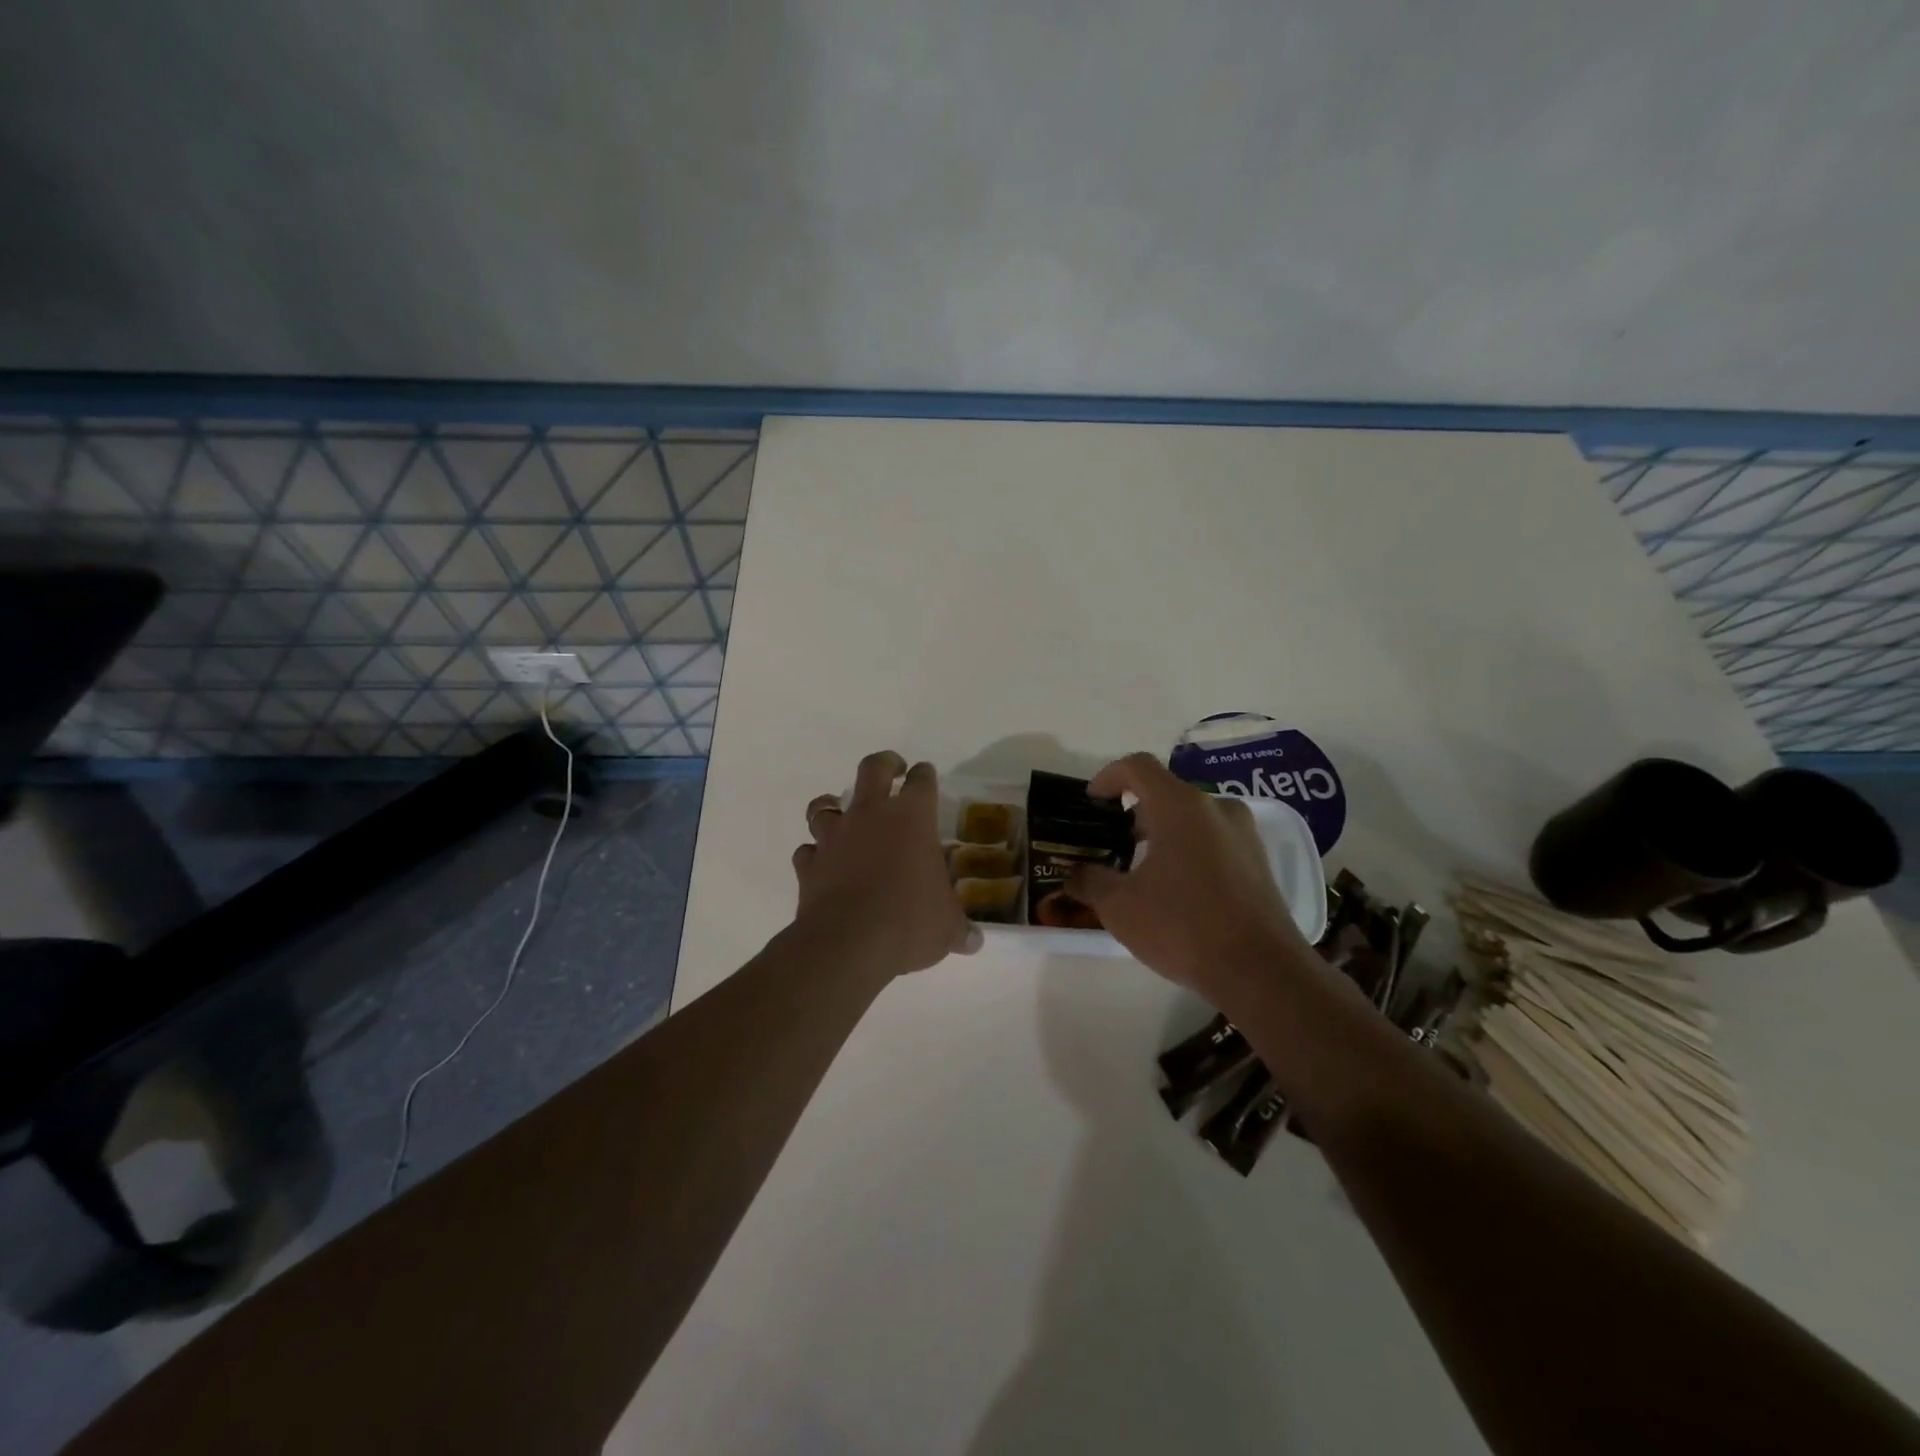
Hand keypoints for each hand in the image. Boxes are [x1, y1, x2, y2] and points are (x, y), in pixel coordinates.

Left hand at [792, 751, 979, 980]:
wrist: (850, 944)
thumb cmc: (910, 921)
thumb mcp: (946, 927)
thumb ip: (958, 928)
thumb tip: (973, 941)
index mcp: (912, 818)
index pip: (922, 781)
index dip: (925, 775)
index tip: (925, 774)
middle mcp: (871, 816)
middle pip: (873, 769)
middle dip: (884, 764)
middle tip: (893, 769)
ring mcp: (835, 837)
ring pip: (824, 806)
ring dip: (832, 807)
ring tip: (841, 814)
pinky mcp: (809, 865)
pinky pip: (808, 851)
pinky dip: (815, 854)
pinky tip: (822, 864)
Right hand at [1068, 753, 1314, 1002]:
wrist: (1261, 971)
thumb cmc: (1183, 927)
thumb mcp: (1119, 907)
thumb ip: (1090, 882)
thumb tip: (1073, 875)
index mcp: (1179, 806)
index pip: (1138, 767)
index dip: (1108, 777)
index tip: (1091, 802)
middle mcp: (1215, 808)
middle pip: (1166, 791)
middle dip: (1134, 811)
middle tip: (1112, 841)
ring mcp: (1243, 833)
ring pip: (1192, 816)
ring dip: (1162, 831)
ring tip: (1141, 867)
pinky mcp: (1258, 860)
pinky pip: (1213, 838)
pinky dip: (1188, 848)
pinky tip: (1176, 887)